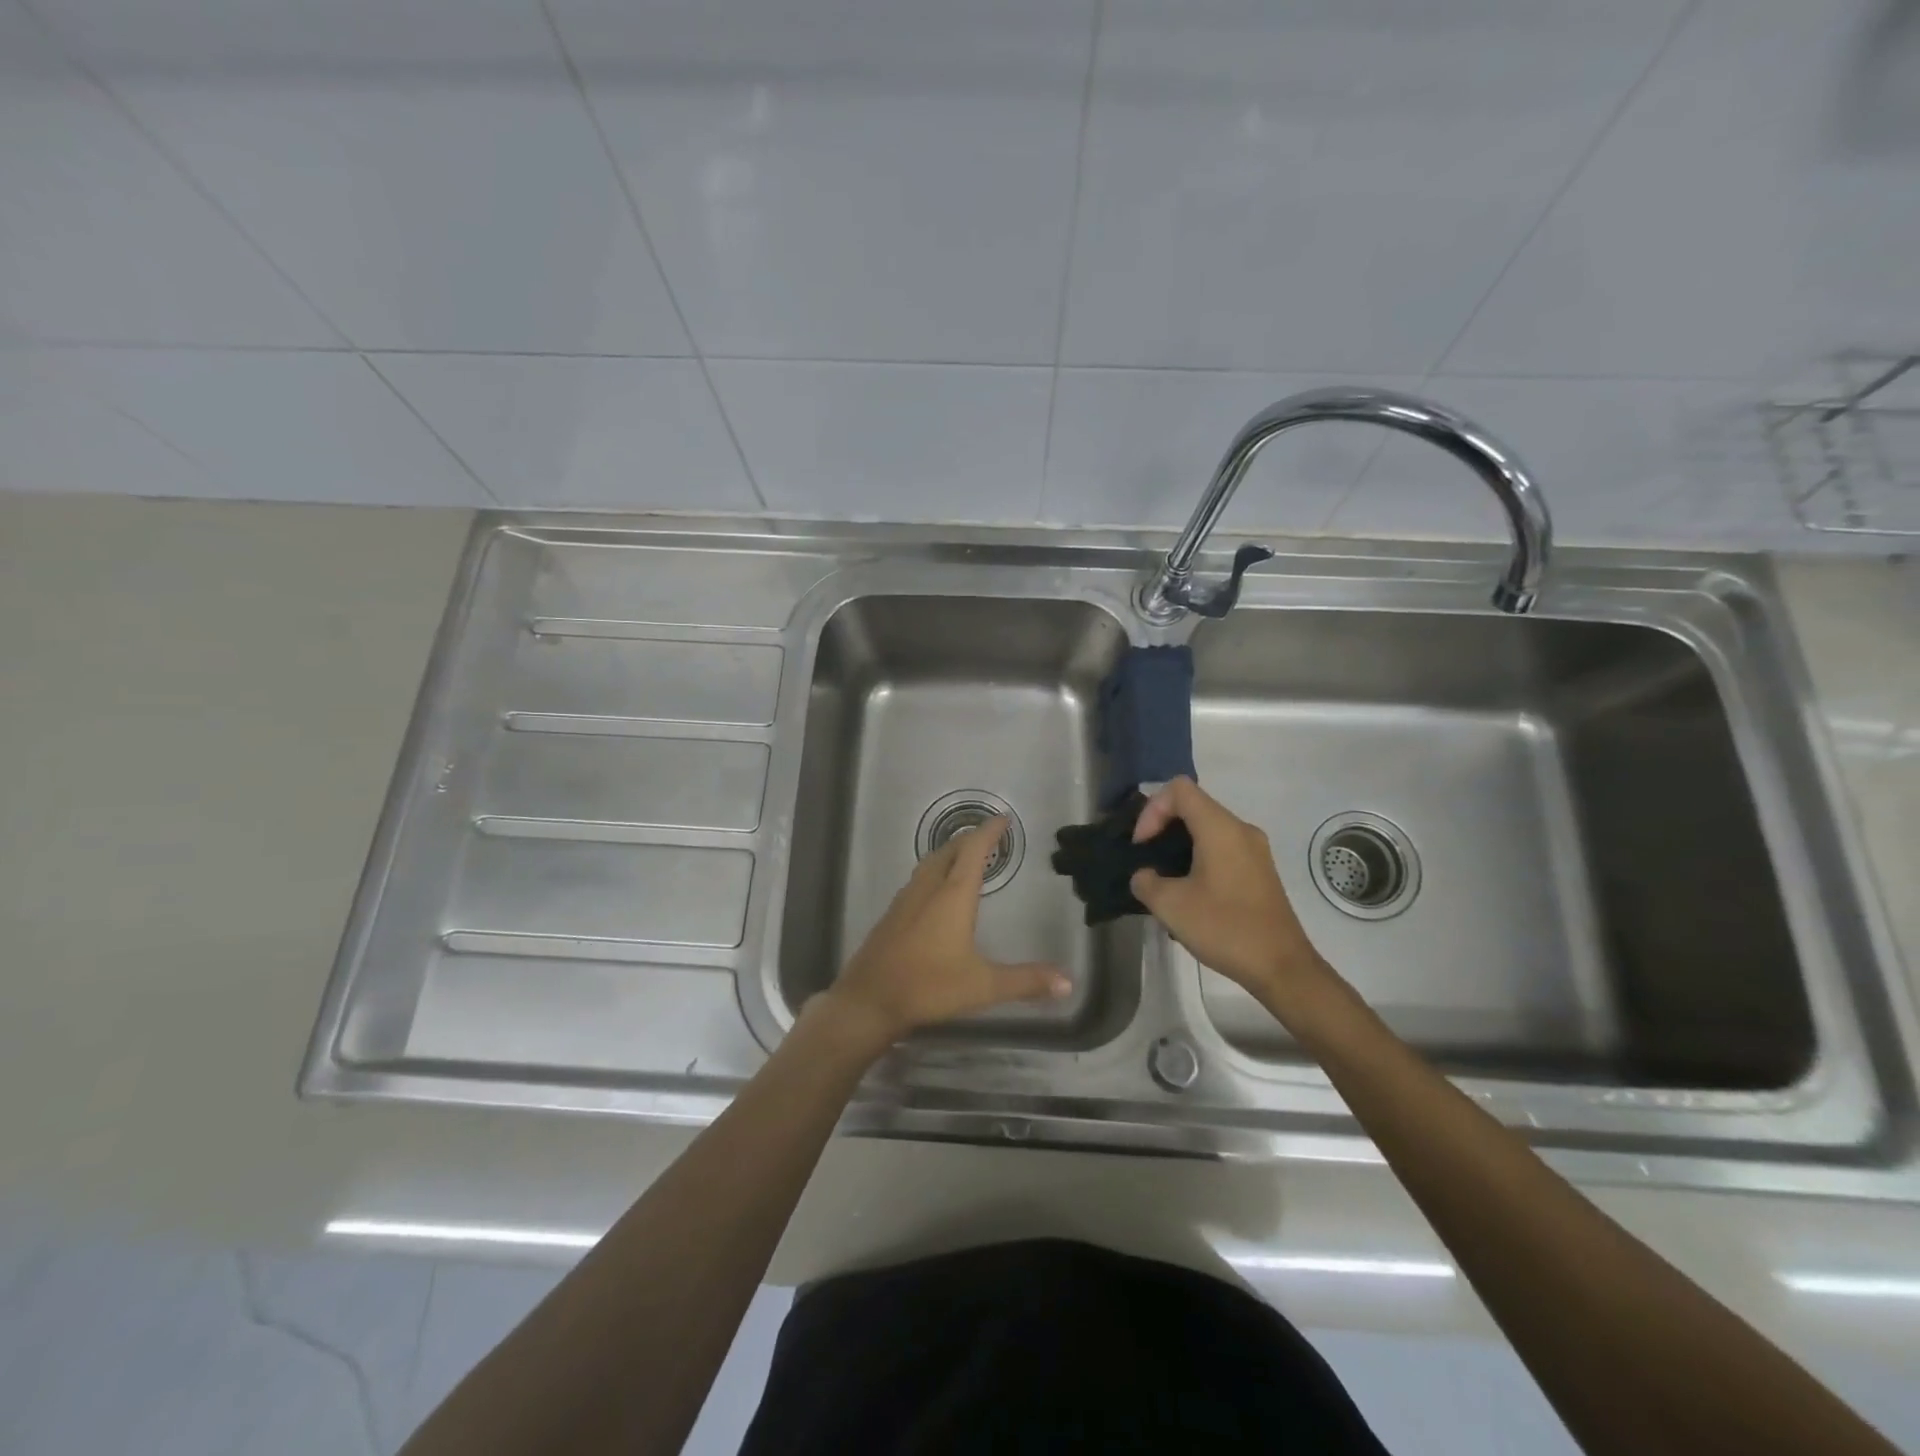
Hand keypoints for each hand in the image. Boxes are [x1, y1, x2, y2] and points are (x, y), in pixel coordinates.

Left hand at [824, 815, 1071, 1051]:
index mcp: (952, 896)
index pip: (973, 851)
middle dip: (969, 839)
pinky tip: (935, 892)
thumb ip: (1026, 981)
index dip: (989, 832)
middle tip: (988, 837)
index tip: (1002, 819)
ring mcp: (905, 901)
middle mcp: (928, 889)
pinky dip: (934, 873)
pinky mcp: (891, 916)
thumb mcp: (983, 986)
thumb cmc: (929, 986)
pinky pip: (917, 881)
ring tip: (964, 857)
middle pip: (949, 851)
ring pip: (929, 864)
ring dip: (949, 854)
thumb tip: (1068, 982)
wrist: (869, 1000)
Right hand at [1129, 777, 1333, 1009]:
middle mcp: (1241, 829)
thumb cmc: (1225, 928)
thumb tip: (1145, 876)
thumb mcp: (1170, 906)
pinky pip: (1223, 848)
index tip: (1142, 845)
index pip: (1179, 790)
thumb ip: (1145, 882)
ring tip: (1164, 878)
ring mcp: (1255, 850)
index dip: (1152, 810)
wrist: (1282, 966)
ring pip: (1208, 828)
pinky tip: (1190, 892)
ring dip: (1180, 844)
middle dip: (1163, 826)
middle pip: (1194, 806)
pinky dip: (1199, 857)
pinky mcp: (1260, 871)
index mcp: (1220, 828)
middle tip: (1146, 858)